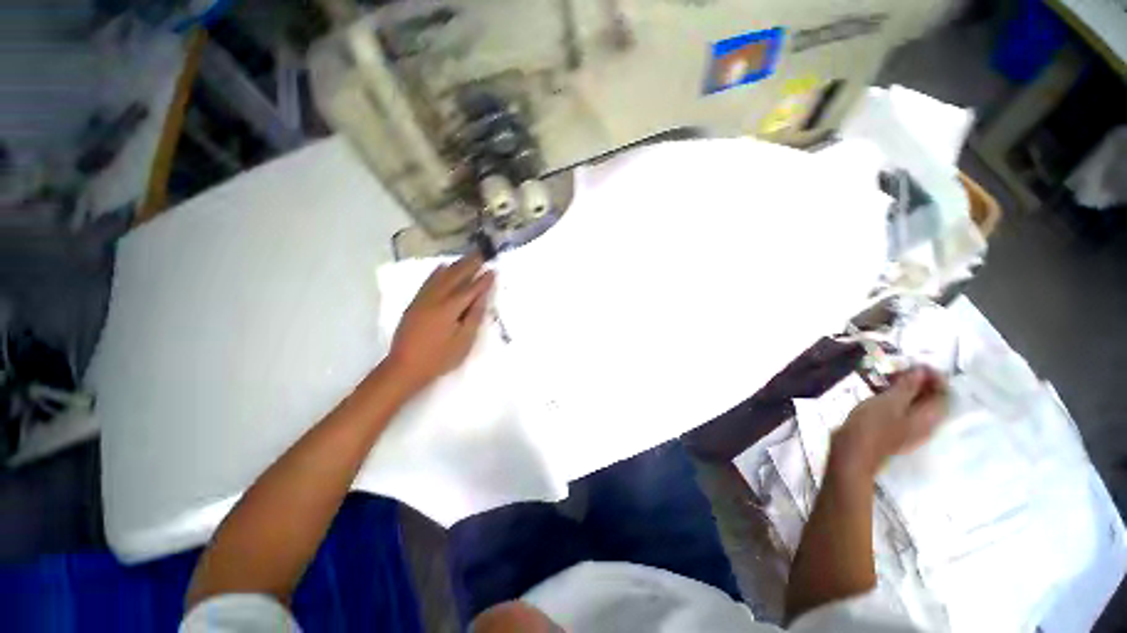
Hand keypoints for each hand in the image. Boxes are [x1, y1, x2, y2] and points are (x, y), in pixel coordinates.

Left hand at [384, 254, 494, 395]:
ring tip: (466, 256)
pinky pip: (428, 282)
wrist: (404, 367)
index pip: (471, 289)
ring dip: (455, 265)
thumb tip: (482, 297)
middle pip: (455, 277)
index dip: (483, 280)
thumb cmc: (439, 358)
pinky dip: (437, 272)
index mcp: (450, 308)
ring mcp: (423, 299)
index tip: (493, 269)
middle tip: (481, 253)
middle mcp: (436, 298)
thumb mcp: (463, 341)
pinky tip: (442, 267)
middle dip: (469, 264)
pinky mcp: (415, 303)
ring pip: (441, 276)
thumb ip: (474, 316)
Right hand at [830, 367, 947, 478]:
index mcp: (929, 416)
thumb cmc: (872, 426)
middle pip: (931, 398)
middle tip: (896, 369)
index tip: (914, 363)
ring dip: (904, 389)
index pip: (943, 392)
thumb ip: (908, 386)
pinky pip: (903, 410)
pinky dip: (895, 398)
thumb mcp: (889, 401)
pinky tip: (879, 393)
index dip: (933, 375)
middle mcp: (926, 423)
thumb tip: (921, 371)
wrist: (853, 453)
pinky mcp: (895, 431)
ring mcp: (910, 429)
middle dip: (918, 381)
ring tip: (885, 378)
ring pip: (915, 404)